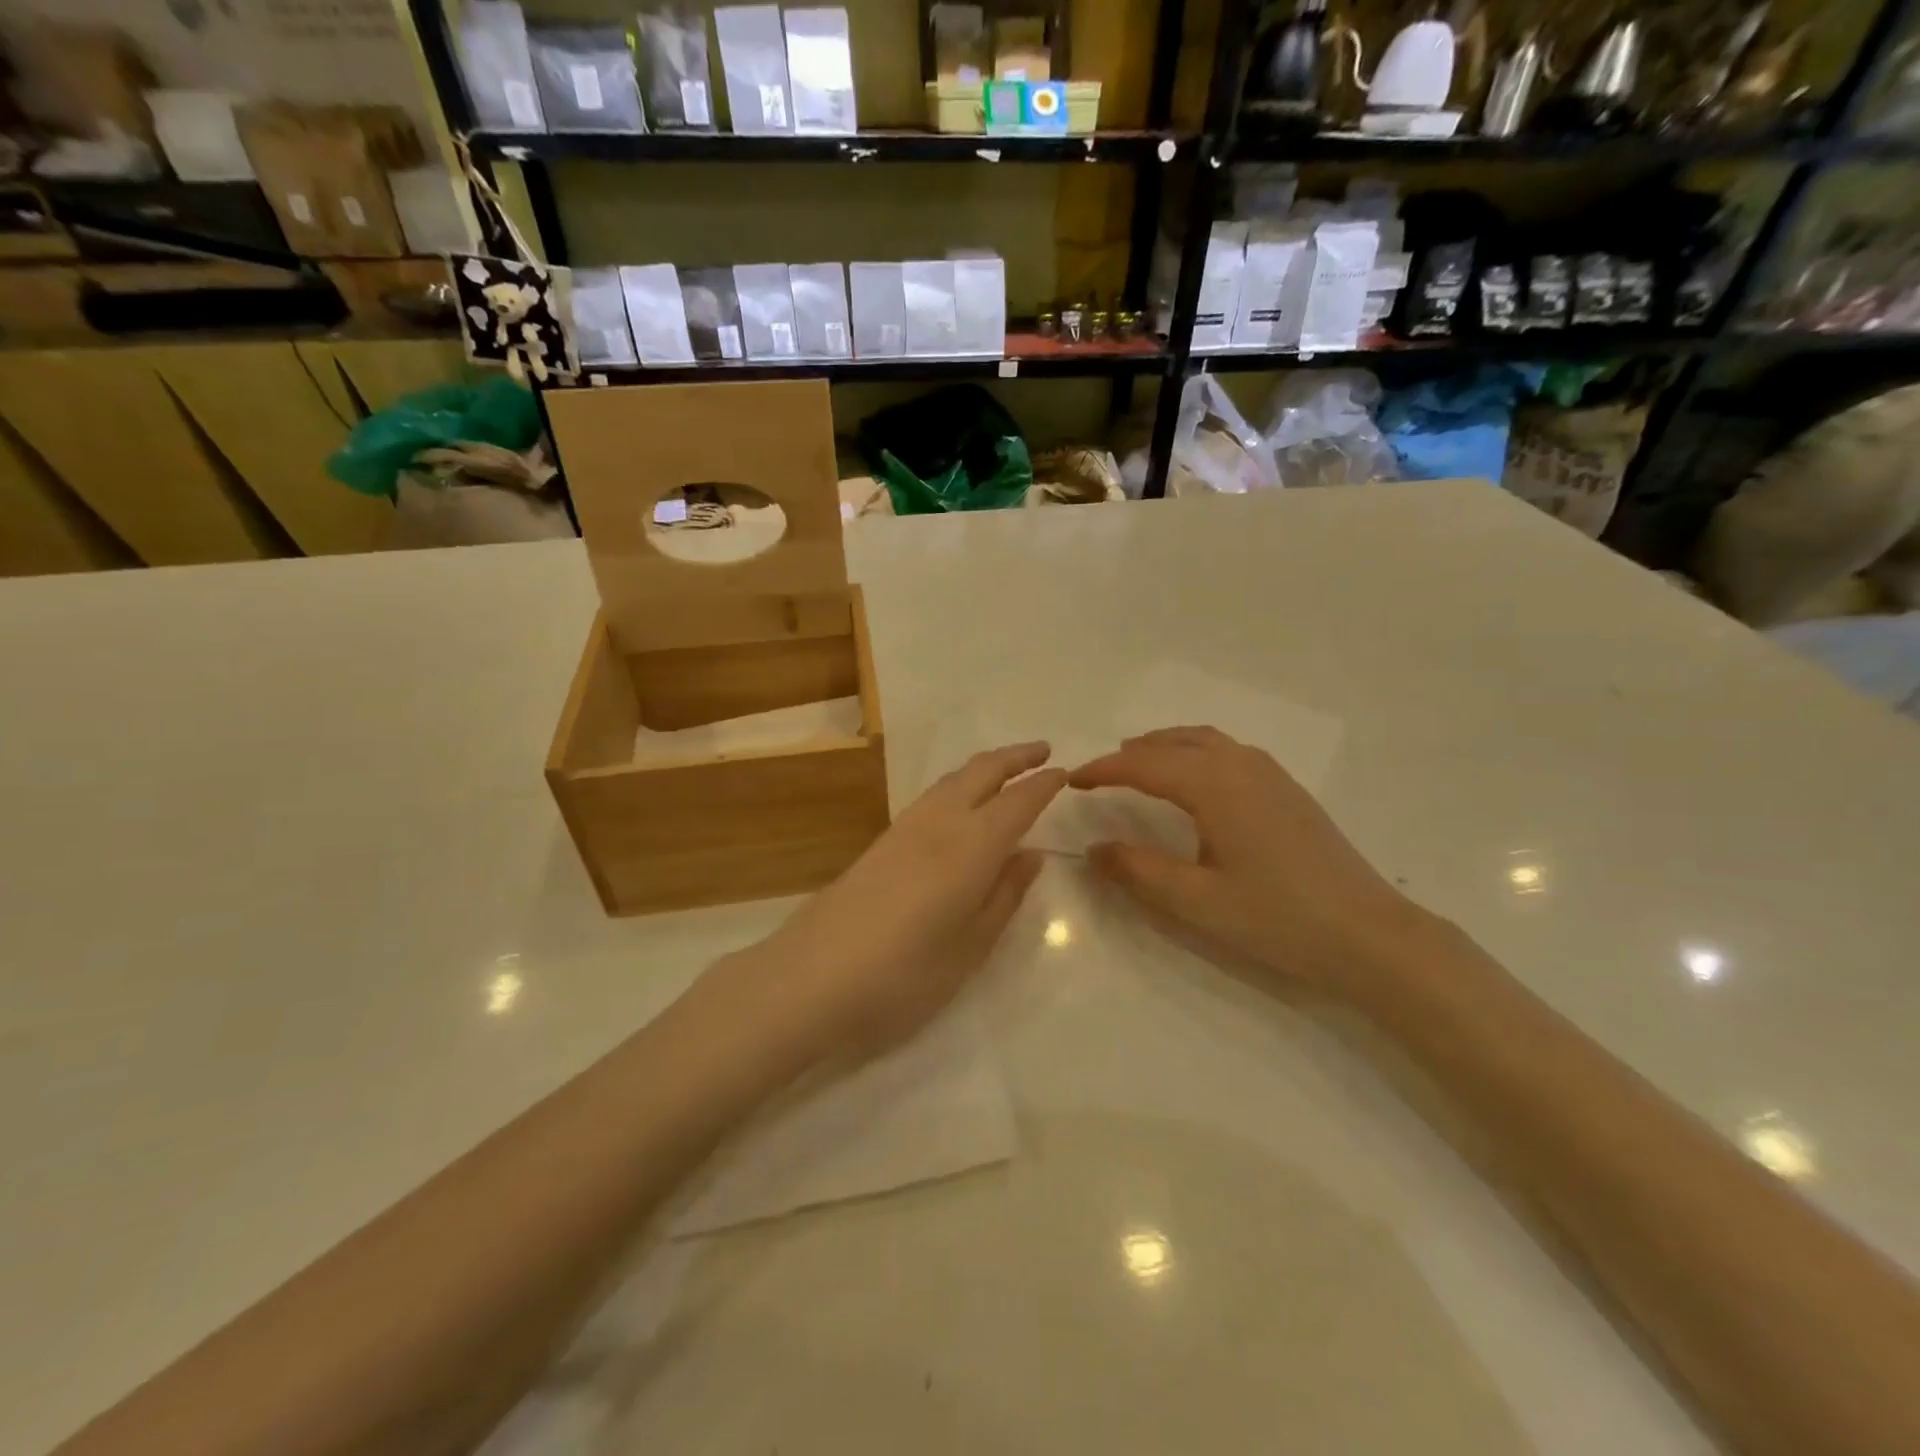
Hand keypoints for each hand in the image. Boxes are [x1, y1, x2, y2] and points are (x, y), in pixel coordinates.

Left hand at [730, 742, 1065, 1061]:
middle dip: (1014, 757)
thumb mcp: (971, 946)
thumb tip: (1031, 856)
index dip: (1043, 784)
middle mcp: (939, 823)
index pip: (1018, 801)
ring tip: (1005, 771)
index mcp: (972, 846)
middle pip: (981, 772)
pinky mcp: (880, 841)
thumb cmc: (904, 974)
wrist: (812, 977)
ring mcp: (904, 828)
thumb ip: (1004, 896)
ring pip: (952, 779)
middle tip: (1042, 751)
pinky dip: (958, 785)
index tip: (1064, 772)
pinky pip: (931, 796)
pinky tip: (959, 803)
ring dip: (984, 767)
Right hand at [1071, 727, 1429, 995]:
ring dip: (1165, 746)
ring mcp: (1270, 774)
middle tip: (1100, 774)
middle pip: (1174, 741)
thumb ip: (1139, 871)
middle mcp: (1241, 765)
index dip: (1103, 771)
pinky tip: (1194, 781)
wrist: (1371, 935)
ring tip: (1138, 765)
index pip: (1144, 765)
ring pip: (1205, 740)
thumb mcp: (1197, 902)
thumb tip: (1094, 848)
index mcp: (1214, 785)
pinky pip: (1228, 751)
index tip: (1071, 781)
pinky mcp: (1288, 790)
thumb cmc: (1278, 918)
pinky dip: (1195, 752)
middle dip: (1132, 753)